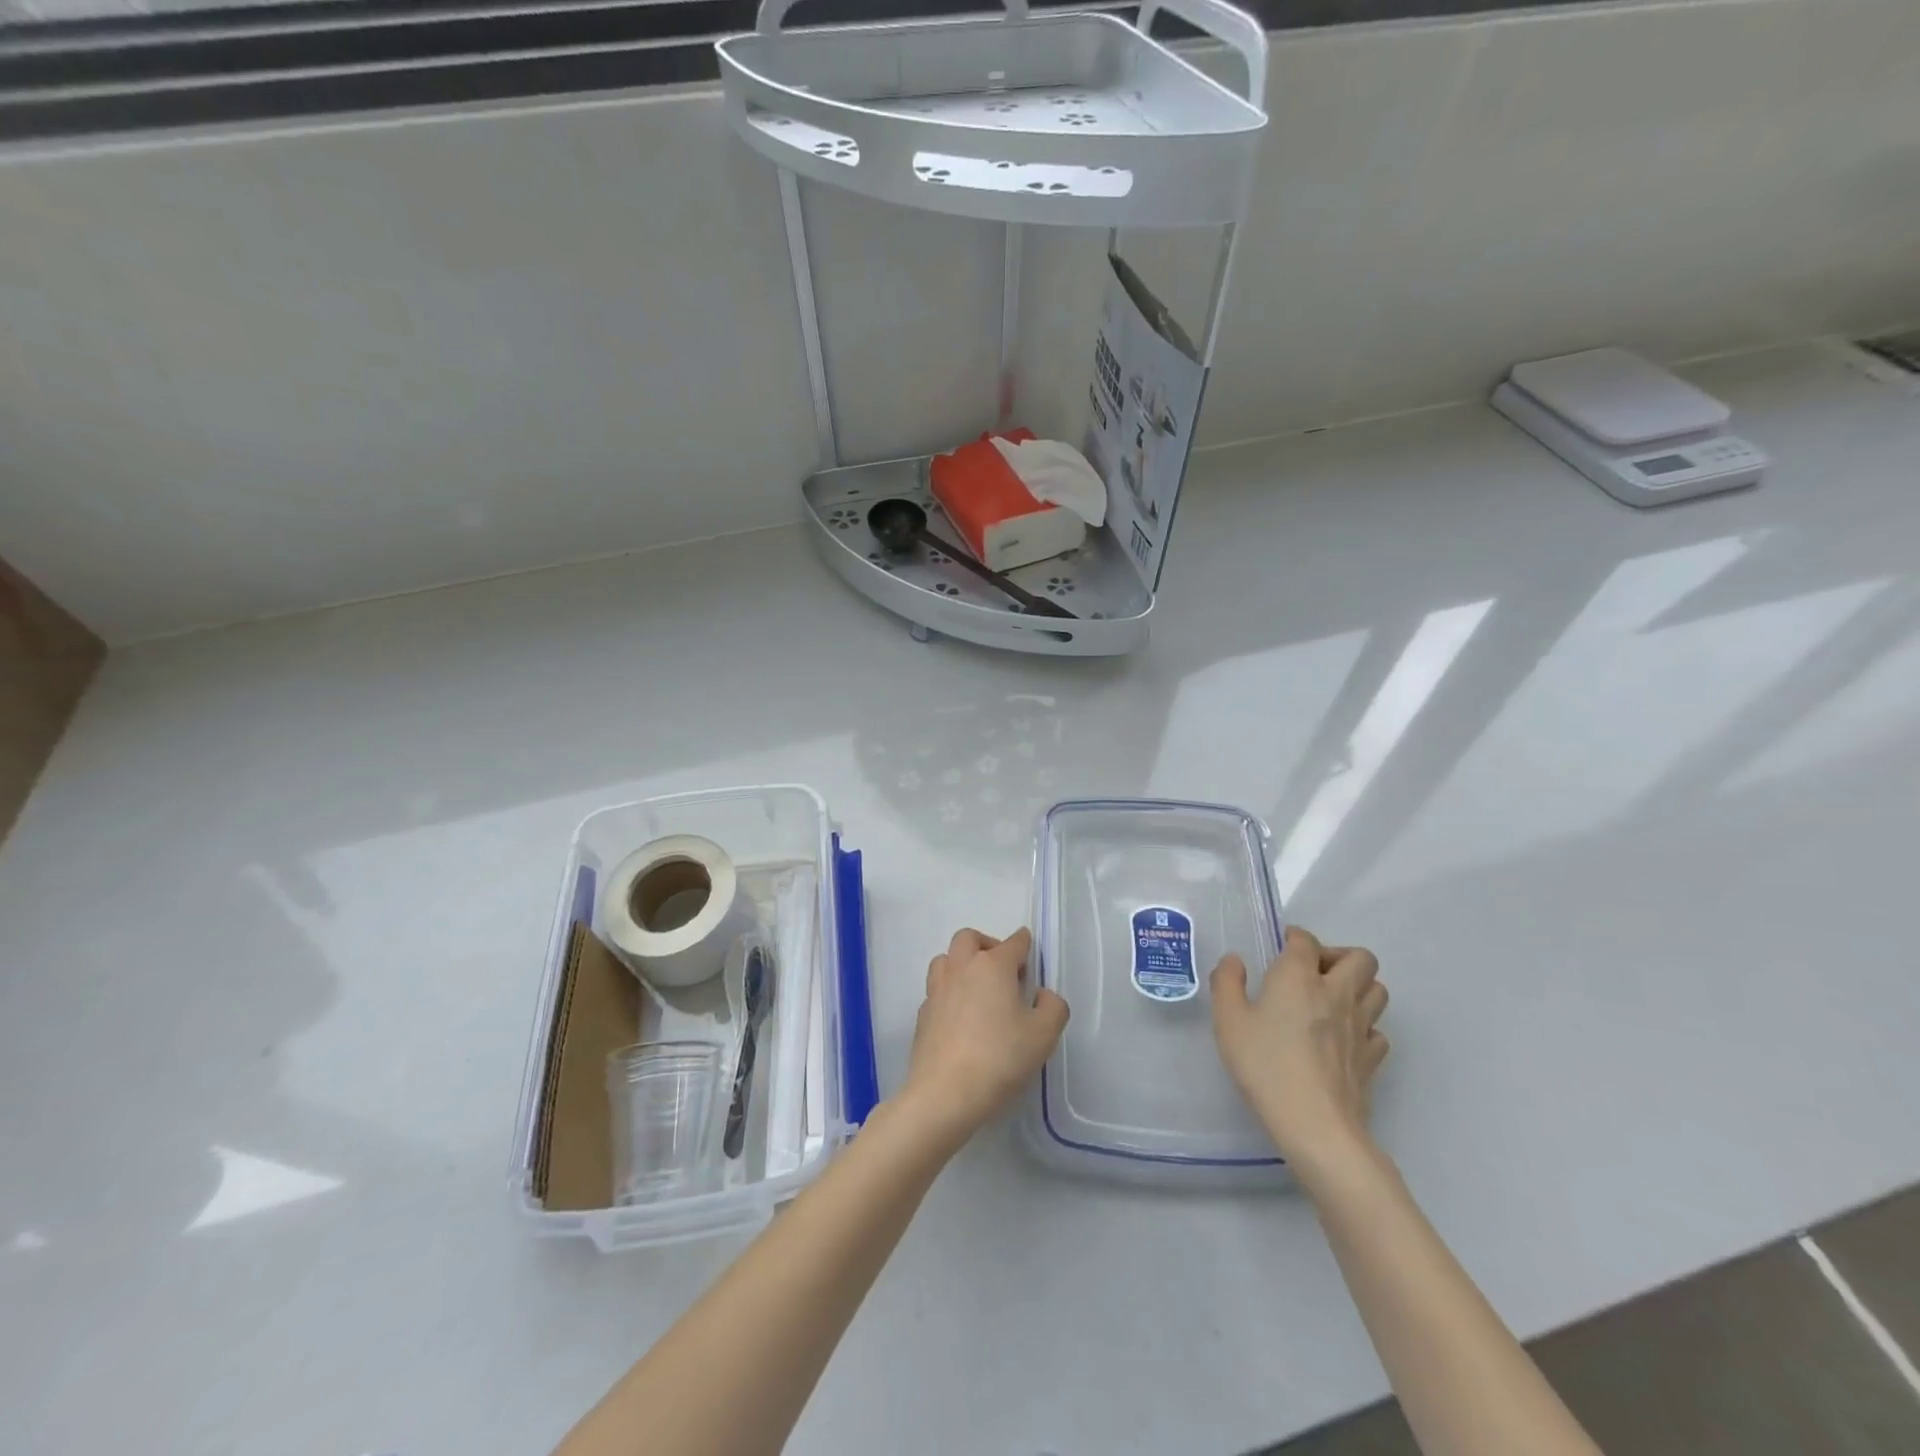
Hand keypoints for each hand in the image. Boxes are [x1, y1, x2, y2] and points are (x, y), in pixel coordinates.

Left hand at [900, 927, 1069, 1146]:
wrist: (945, 1093)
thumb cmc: (1000, 1058)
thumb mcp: (1044, 1035)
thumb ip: (1053, 1007)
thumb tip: (1041, 994)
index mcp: (993, 966)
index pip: (1013, 943)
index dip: (1024, 945)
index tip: (1028, 953)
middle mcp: (961, 968)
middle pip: (969, 938)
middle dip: (987, 944)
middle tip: (1002, 969)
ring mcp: (937, 990)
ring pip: (946, 959)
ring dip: (962, 964)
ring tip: (977, 988)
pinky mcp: (922, 1014)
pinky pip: (936, 990)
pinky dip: (949, 993)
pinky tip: (960, 1017)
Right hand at [1211, 926, 1389, 1169]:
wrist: (1315, 1125)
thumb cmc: (1265, 1065)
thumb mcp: (1228, 1020)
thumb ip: (1227, 983)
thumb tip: (1235, 961)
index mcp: (1299, 977)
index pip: (1306, 940)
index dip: (1294, 937)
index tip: (1280, 947)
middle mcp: (1336, 993)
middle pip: (1360, 957)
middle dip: (1338, 956)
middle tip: (1311, 973)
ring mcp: (1360, 1026)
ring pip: (1378, 990)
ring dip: (1358, 987)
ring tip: (1330, 1001)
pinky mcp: (1372, 1059)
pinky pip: (1377, 1030)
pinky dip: (1364, 1026)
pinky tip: (1342, 1039)